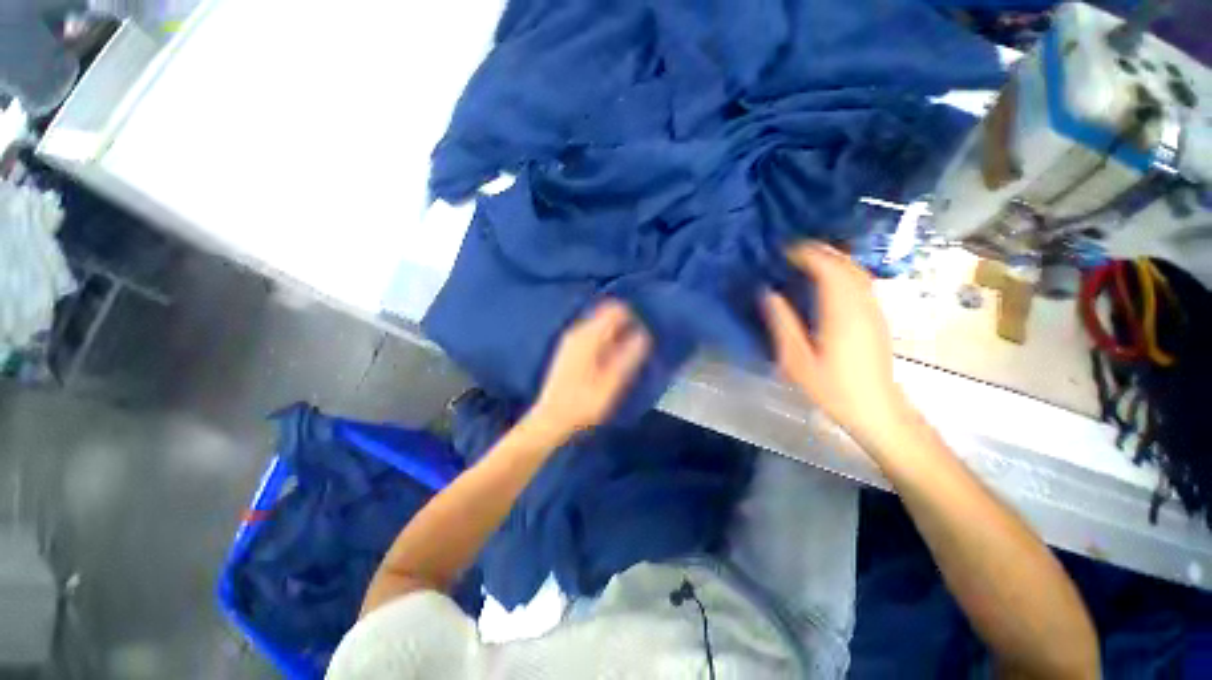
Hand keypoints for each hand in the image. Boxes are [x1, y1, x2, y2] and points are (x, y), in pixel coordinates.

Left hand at [528, 299, 650, 439]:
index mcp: (588, 336)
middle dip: (625, 326)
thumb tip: (643, 335)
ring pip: (600, 325)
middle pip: (607, 314)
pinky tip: (609, 362)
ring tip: (625, 357)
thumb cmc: (583, 404)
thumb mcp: (612, 383)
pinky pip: (593, 334)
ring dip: (616, 335)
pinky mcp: (569, 349)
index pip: (616, 310)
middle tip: (636, 349)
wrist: (551, 419)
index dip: (634, 318)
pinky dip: (606, 341)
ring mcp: (571, 340)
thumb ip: (629, 357)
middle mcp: (578, 331)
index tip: (643, 337)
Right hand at [760, 242, 910, 444]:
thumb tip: (768, 293)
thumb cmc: (832, 387)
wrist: (876, 408)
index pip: (828, 269)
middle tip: (794, 250)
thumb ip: (782, 324)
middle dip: (821, 251)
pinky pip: (862, 282)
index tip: (786, 250)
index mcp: (841, 313)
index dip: (808, 254)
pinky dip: (844, 271)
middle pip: (846, 265)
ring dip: (834, 259)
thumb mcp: (796, 359)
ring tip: (808, 259)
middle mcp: (862, 305)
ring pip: (857, 271)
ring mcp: (874, 310)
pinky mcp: (878, 318)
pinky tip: (829, 279)